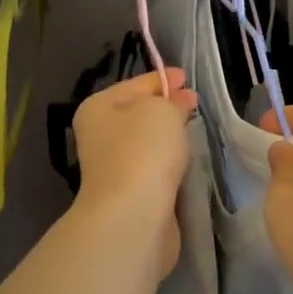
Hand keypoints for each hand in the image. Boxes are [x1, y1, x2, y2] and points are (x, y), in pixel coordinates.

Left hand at [72, 68, 198, 281]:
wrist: (133, 215)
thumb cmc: (143, 151)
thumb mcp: (162, 110)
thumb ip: (172, 101)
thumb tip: (177, 103)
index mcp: (97, 108)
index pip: (135, 84)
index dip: (162, 79)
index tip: (187, 77)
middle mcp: (99, 135)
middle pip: (138, 113)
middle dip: (166, 107)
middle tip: (194, 104)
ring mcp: (112, 167)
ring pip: (146, 142)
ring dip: (167, 137)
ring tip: (193, 129)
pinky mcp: (130, 193)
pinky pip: (153, 168)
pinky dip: (168, 162)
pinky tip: (186, 160)